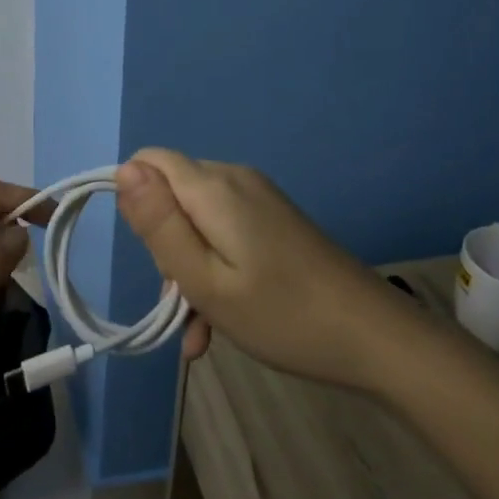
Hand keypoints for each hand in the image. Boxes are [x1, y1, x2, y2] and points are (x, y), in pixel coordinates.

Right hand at [115, 150, 401, 389]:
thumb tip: (122, 170)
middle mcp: (234, 178)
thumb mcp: (205, 280)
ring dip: (189, 269)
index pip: (148, 162)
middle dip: (165, 246)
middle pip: (172, 194)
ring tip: (202, 329)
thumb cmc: (282, 315)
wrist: (375, 337)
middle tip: (181, 304)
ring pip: (197, 220)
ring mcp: (258, 198)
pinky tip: (223, 321)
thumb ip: (159, 225)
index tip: (150, 254)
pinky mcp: (274, 218)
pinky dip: (215, 268)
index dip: (135, 203)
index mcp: (214, 187)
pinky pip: (225, 231)